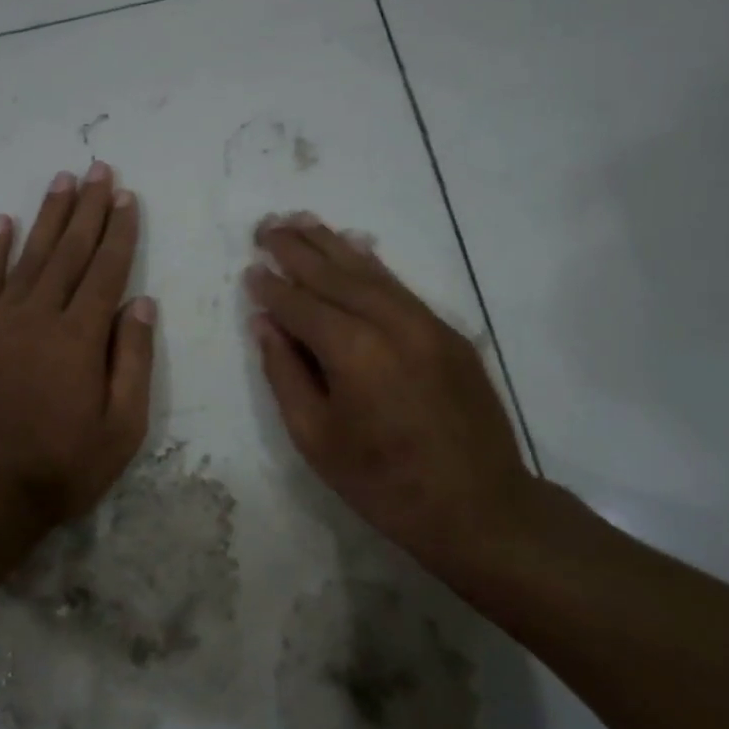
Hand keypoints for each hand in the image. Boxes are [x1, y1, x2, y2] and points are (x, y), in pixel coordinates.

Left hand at [0, 162, 155, 537]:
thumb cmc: (62, 466)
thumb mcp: (121, 427)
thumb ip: (132, 360)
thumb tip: (140, 303)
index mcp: (79, 338)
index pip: (106, 270)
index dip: (119, 232)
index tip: (127, 197)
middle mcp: (38, 316)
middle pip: (69, 251)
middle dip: (88, 208)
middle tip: (99, 170)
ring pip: (29, 256)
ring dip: (48, 216)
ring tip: (62, 180)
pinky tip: (3, 222)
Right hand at [245, 214, 538, 577]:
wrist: (477, 506)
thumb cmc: (383, 483)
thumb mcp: (316, 439)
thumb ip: (286, 374)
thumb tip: (265, 323)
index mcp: (354, 352)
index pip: (302, 306)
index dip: (273, 287)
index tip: (251, 269)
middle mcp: (392, 324)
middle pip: (336, 275)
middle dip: (298, 250)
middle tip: (267, 226)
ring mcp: (427, 324)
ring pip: (371, 273)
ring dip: (333, 245)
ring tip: (302, 222)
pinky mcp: (449, 334)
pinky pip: (401, 288)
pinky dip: (371, 266)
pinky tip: (354, 250)